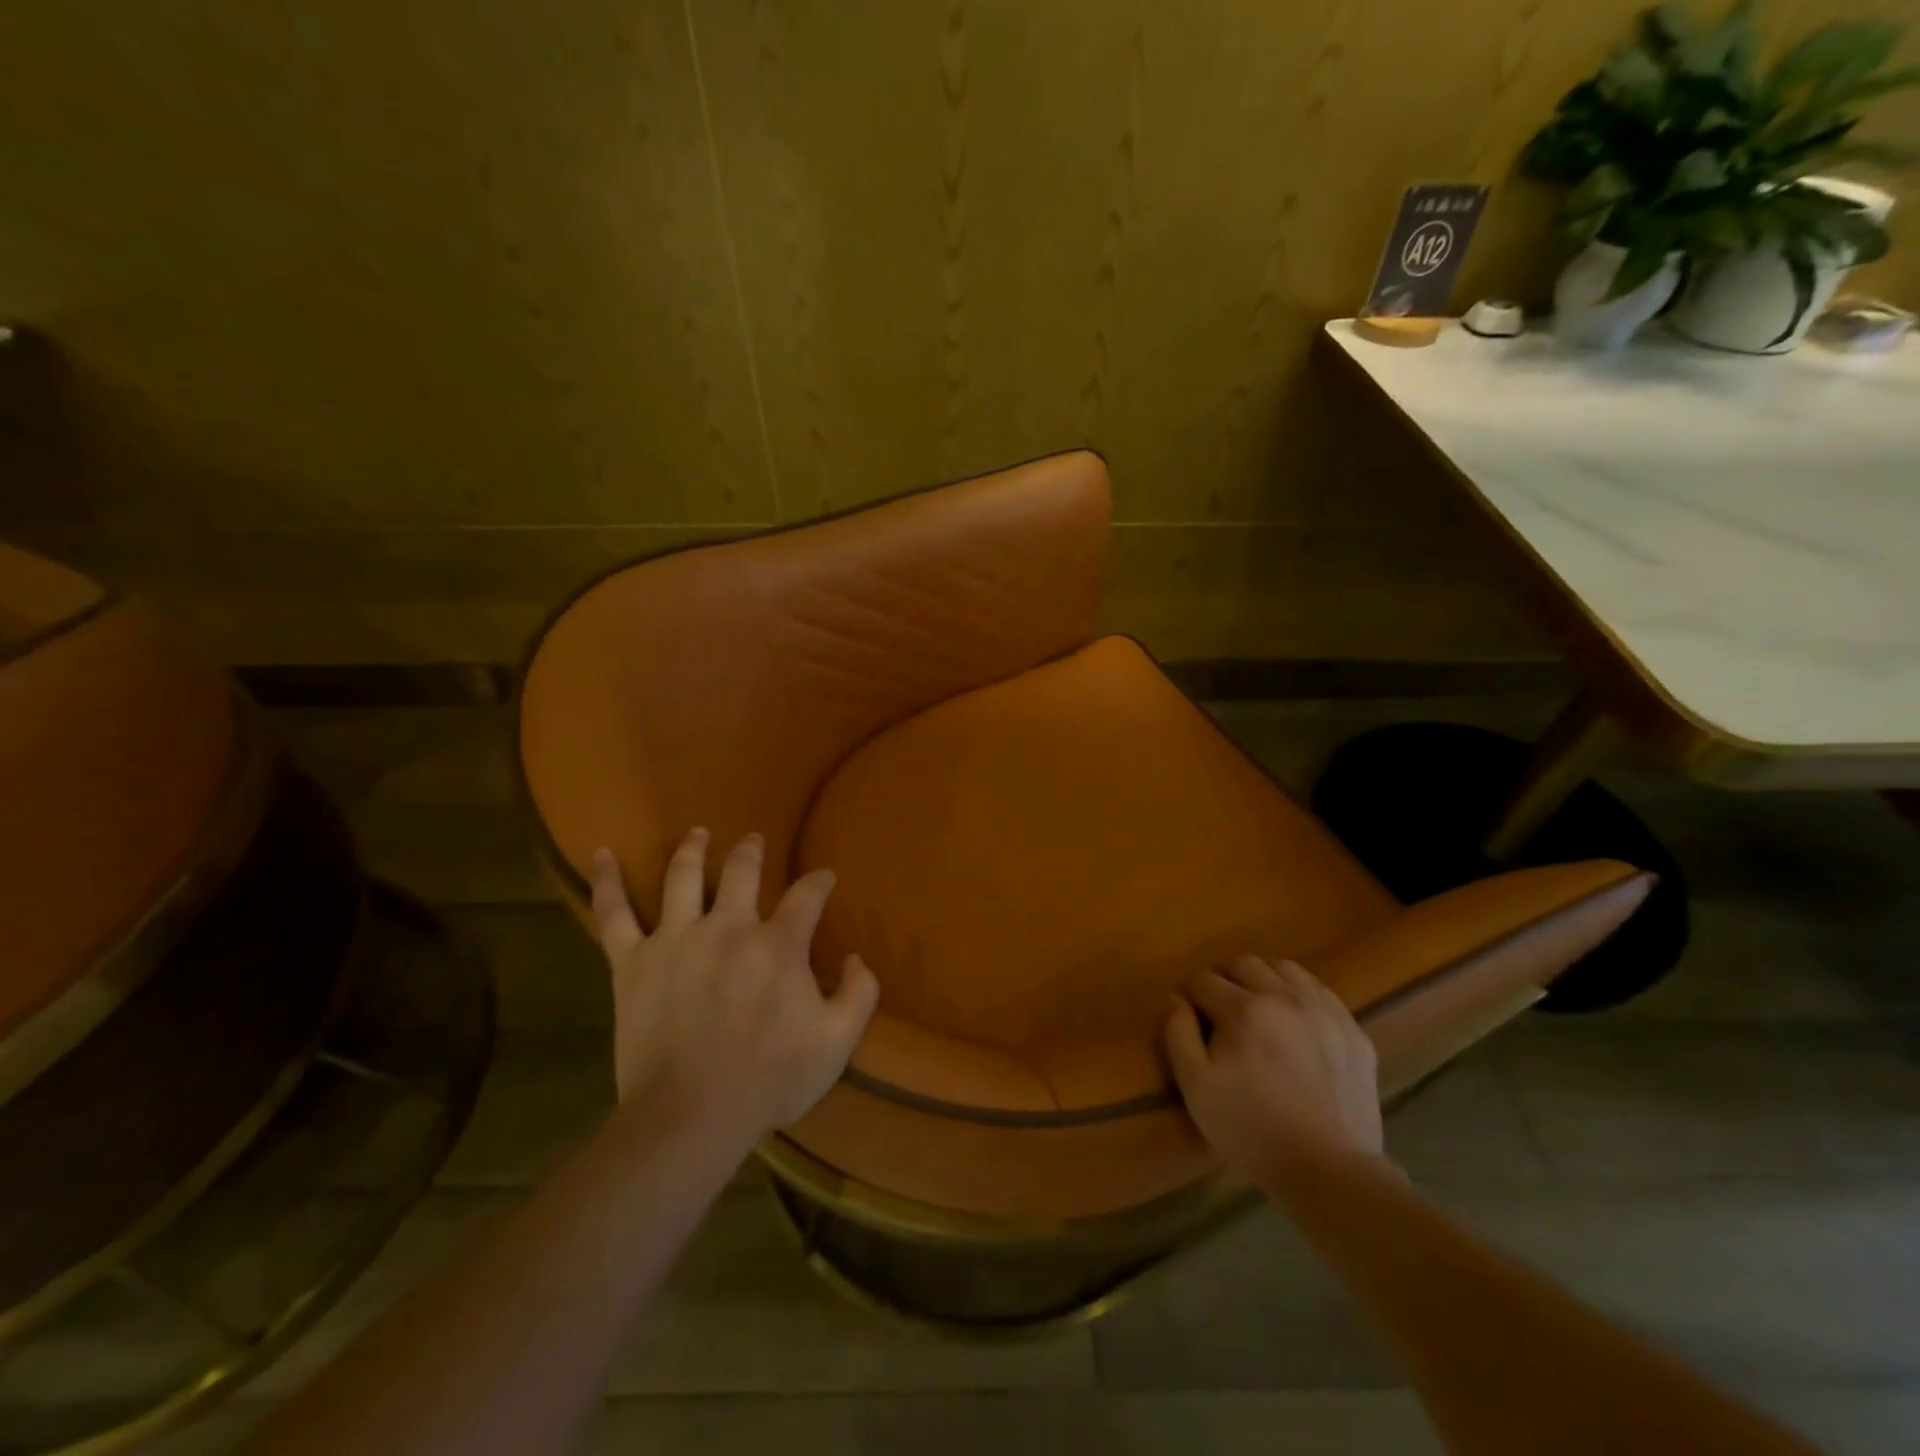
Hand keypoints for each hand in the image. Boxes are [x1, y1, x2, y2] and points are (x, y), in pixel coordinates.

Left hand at [588, 829, 878, 1150]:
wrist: (689, 1117)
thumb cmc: (769, 1081)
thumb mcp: (837, 1043)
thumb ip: (859, 994)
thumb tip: (856, 958)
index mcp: (779, 944)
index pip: (807, 895)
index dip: (820, 882)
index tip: (825, 878)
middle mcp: (728, 927)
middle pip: (742, 870)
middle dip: (752, 850)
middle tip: (755, 841)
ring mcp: (676, 939)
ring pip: (683, 876)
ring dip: (693, 849)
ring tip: (698, 833)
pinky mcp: (633, 963)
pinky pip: (614, 915)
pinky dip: (607, 882)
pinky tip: (602, 855)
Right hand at [1164, 957, 1386, 1190]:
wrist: (1331, 1172)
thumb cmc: (1252, 1130)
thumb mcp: (1196, 1087)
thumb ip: (1177, 1033)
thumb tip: (1173, 998)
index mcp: (1243, 1009)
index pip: (1202, 979)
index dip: (1190, 998)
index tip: (1192, 1023)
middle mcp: (1284, 996)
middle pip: (1243, 963)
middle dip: (1225, 981)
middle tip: (1222, 1015)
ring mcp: (1324, 1010)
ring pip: (1284, 968)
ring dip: (1263, 980)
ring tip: (1260, 1012)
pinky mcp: (1353, 1030)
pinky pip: (1320, 991)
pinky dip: (1299, 995)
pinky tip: (1295, 1023)